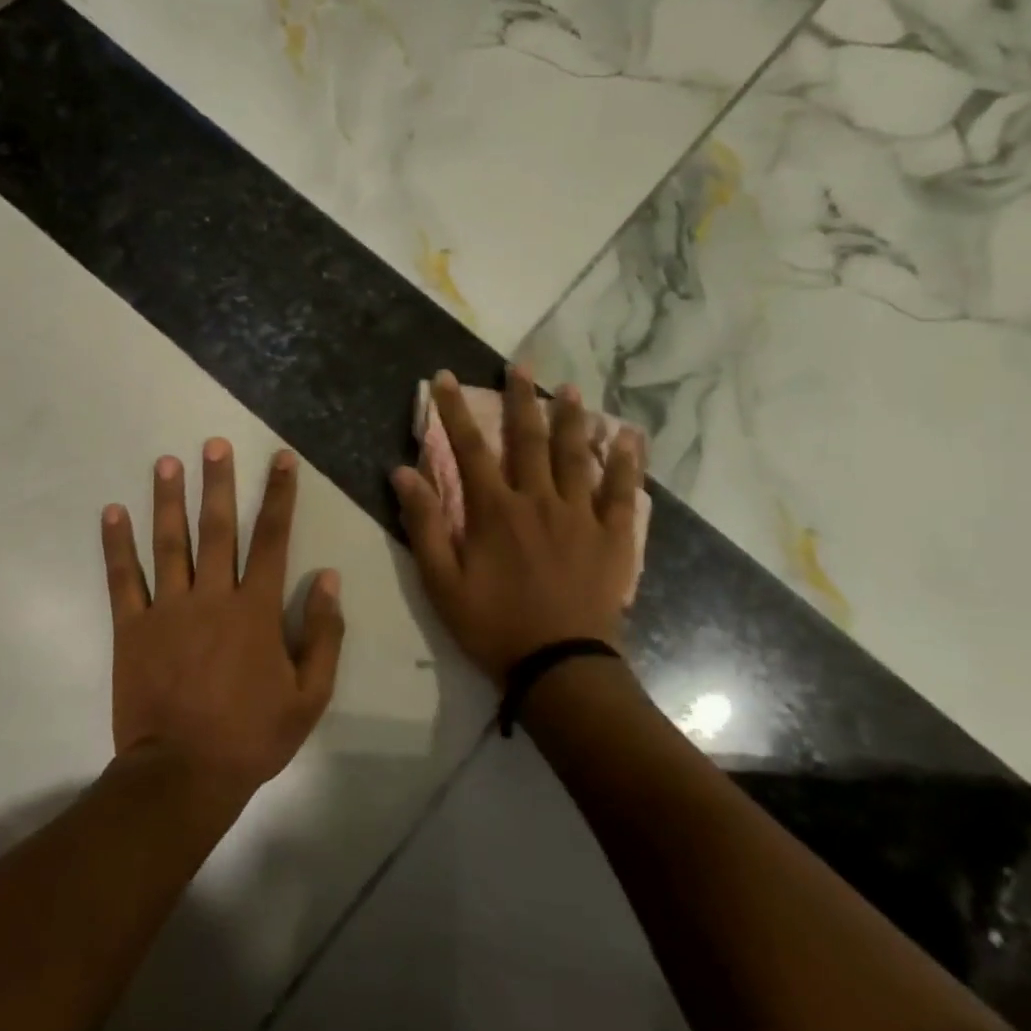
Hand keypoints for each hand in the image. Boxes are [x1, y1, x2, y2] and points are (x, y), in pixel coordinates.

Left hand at [101, 440, 344, 799]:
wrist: (182, 774)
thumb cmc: (252, 736)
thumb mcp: (309, 695)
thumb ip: (322, 634)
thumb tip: (328, 579)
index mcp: (256, 610)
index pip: (272, 539)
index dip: (278, 496)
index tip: (281, 459)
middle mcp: (212, 597)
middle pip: (217, 529)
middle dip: (218, 483)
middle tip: (213, 443)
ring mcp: (167, 610)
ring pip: (169, 543)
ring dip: (168, 500)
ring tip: (166, 462)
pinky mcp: (132, 628)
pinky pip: (123, 579)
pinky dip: (117, 545)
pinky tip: (112, 512)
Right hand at [392, 369, 643, 685]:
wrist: (560, 666)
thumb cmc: (494, 626)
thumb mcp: (443, 582)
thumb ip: (424, 525)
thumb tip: (402, 473)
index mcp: (495, 511)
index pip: (468, 448)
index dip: (454, 410)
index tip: (444, 378)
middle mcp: (538, 500)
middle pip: (528, 439)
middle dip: (520, 398)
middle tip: (519, 364)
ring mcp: (580, 516)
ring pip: (575, 455)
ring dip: (571, 419)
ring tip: (570, 388)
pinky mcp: (612, 536)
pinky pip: (622, 491)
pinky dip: (625, 461)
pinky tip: (628, 436)